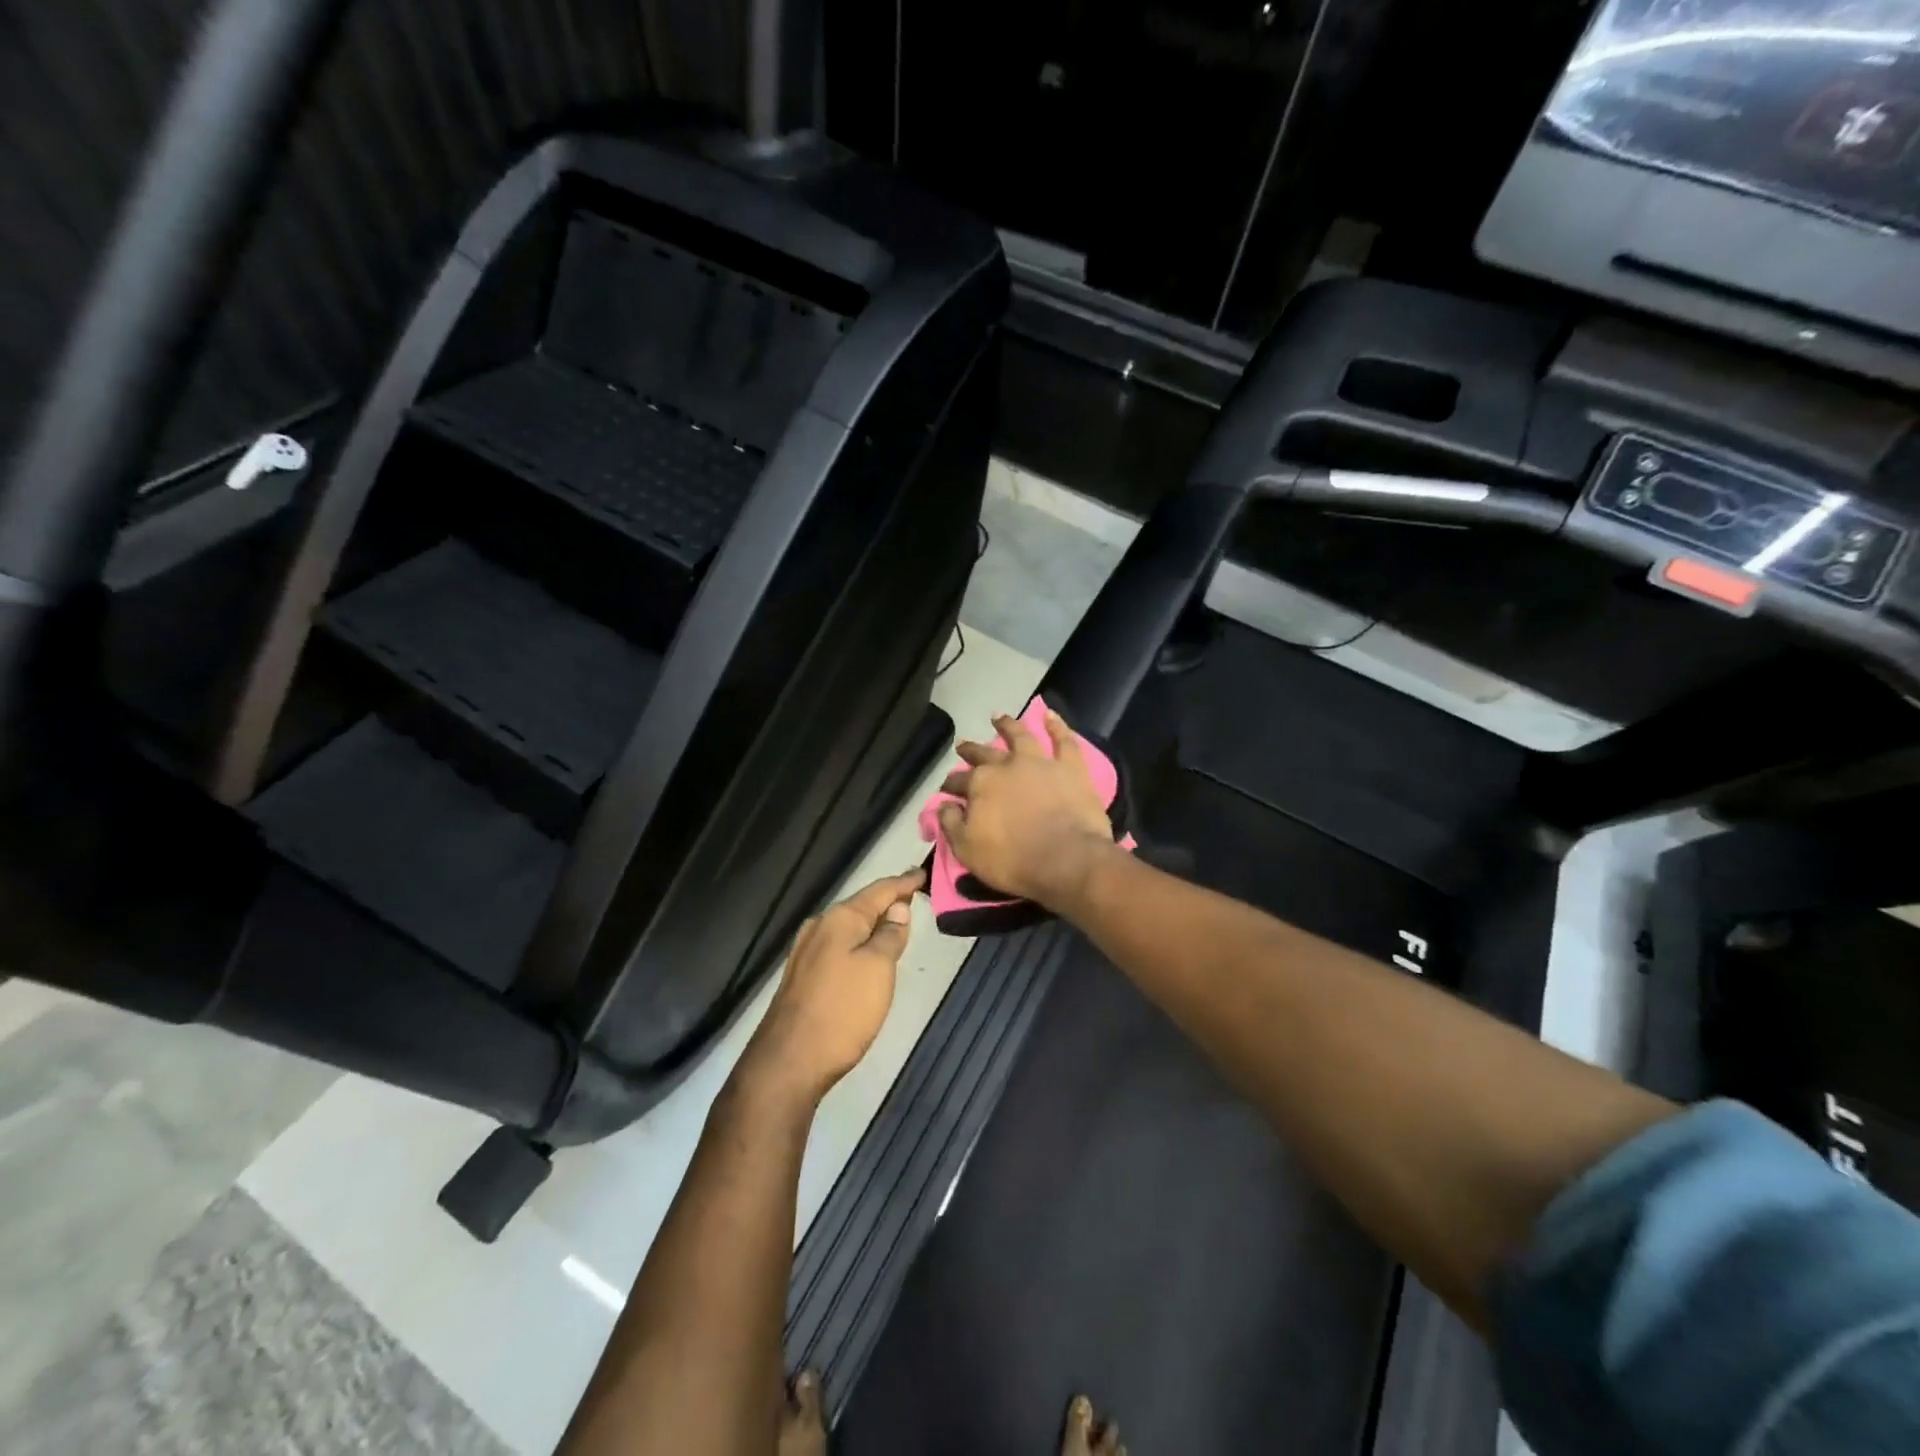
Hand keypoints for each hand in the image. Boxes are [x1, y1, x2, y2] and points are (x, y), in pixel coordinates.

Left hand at [742, 868, 923, 1102]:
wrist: (789, 1061)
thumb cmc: (842, 1010)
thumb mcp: (879, 968)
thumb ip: (891, 935)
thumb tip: (898, 908)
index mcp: (840, 919)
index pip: (880, 890)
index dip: (903, 883)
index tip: (922, 873)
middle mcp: (820, 927)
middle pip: (861, 906)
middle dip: (887, 902)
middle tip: (913, 897)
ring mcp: (806, 952)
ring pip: (848, 928)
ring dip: (872, 925)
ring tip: (896, 924)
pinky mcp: (802, 976)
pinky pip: (838, 947)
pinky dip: (858, 944)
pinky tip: (867, 954)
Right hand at [937, 708, 1117, 910]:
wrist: (1067, 860)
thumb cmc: (1013, 860)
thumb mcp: (967, 850)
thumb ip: (951, 824)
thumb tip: (944, 805)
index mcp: (980, 785)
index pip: (958, 781)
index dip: (950, 784)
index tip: (947, 788)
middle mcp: (1007, 766)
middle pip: (984, 754)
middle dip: (971, 751)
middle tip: (962, 746)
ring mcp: (1040, 762)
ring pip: (1020, 736)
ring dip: (1008, 725)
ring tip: (998, 717)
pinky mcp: (1071, 768)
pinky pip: (1063, 740)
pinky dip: (1056, 726)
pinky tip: (1050, 715)